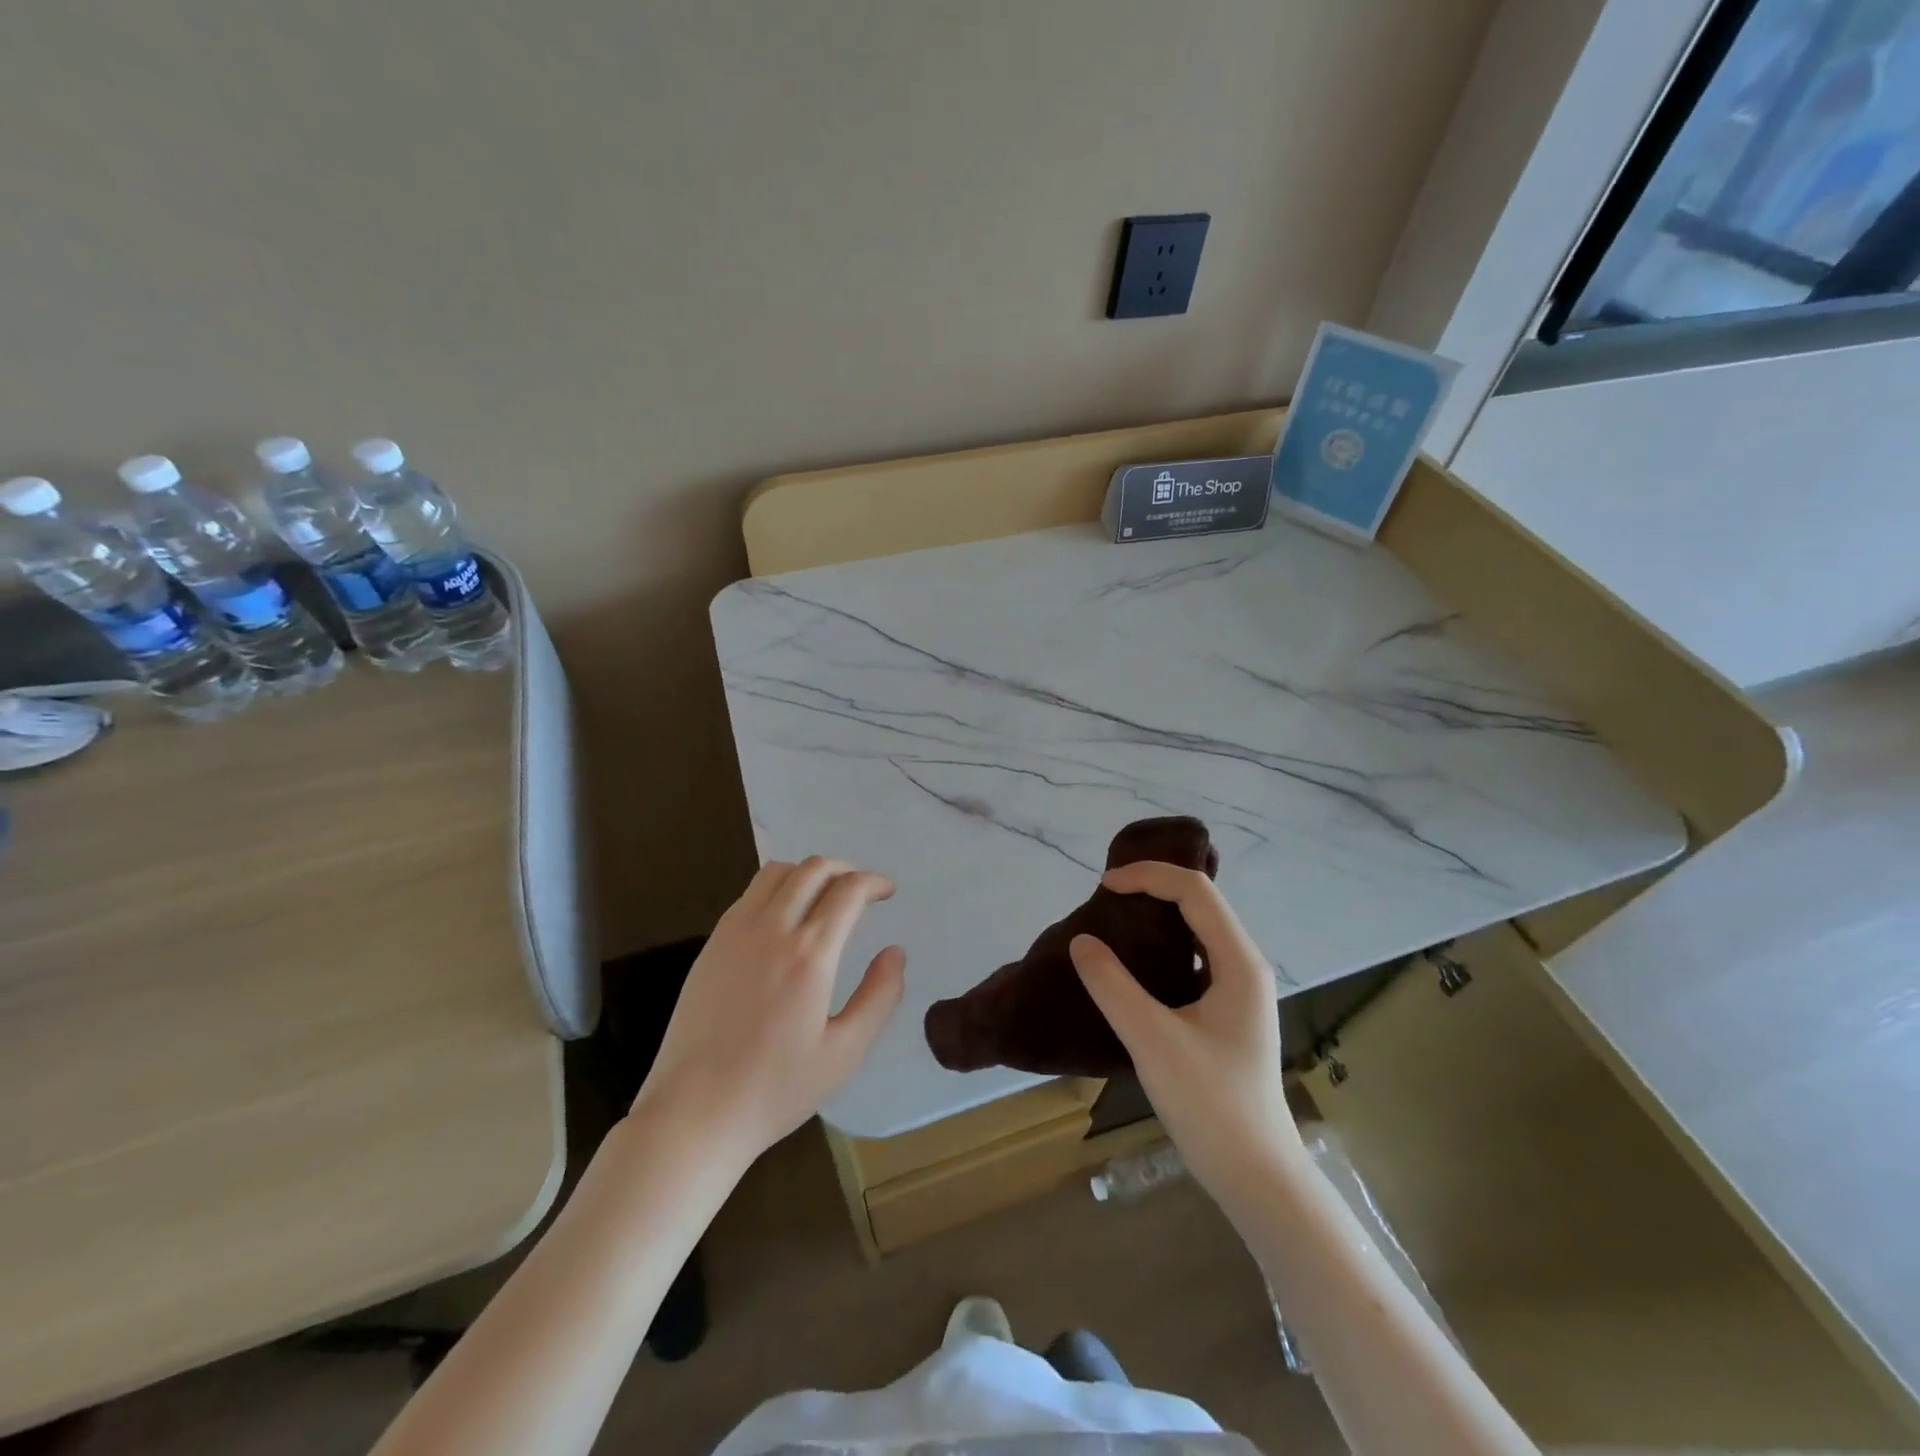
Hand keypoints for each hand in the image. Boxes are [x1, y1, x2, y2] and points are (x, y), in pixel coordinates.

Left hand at [633, 857, 905, 1170]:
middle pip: (813, 869)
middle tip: (860, 890)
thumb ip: (879, 996)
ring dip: (808, 872)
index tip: (887, 891)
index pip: (848, 891)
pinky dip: (777, 888)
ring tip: (823, 896)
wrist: (694, 1111)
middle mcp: (773, 929)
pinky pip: (749, 894)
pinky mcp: (712, 943)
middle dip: (845, 869)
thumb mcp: (845, 1052)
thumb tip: (895, 952)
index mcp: (811, 954)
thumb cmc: (776, 1088)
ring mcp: (735, 932)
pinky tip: (784, 918)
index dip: (873, 882)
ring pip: (777, 872)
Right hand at [1070, 862, 1302, 1201]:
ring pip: (1198, 929)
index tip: (1104, 885)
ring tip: (1115, 919)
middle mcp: (1245, 966)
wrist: (1257, 1176)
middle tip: (1106, 896)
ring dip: (1158, 914)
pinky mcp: (1228, 1012)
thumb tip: (1081, 941)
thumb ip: (1113, 986)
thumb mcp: (1153, 1041)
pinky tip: (1134, 962)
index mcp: (1239, 962)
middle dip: (1154, 887)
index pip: (1195, 891)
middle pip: (1201, 902)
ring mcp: (1240, 990)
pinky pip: (1194, 957)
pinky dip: (1162, 944)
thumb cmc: (1211, 1105)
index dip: (1149, 876)